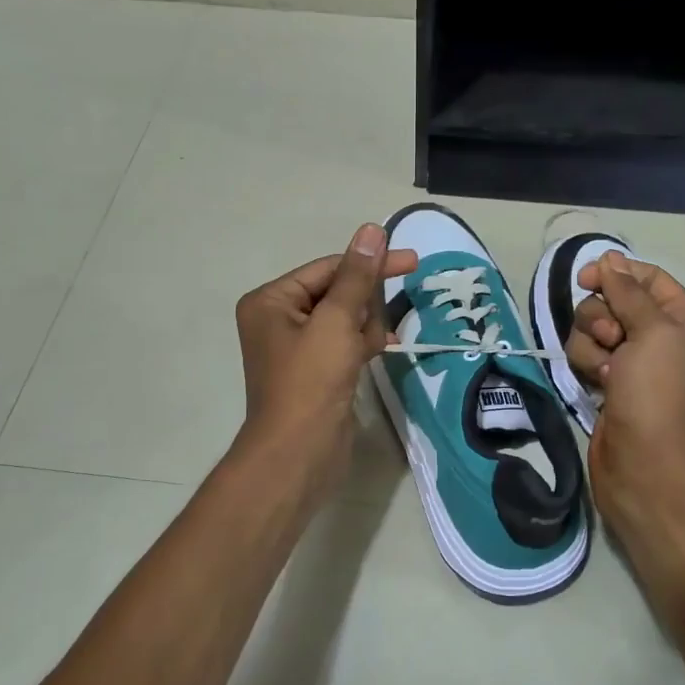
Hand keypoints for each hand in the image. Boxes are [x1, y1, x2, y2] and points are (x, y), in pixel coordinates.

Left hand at [233, 224, 417, 499]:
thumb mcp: (336, 323)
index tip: (412, 261)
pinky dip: (363, 343)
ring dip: (366, 327)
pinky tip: (381, 350)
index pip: (328, 269)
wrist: (298, 453)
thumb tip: (372, 231)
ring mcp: (298, 348)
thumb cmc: (311, 382)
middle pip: (338, 292)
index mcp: (271, 301)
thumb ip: (357, 277)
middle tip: (375, 327)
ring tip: (367, 350)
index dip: (370, 264)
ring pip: (346, 319)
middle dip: (364, 305)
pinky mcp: (316, 371)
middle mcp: (279, 320)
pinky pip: (345, 343)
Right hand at [567, 253, 684, 605]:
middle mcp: (662, 337)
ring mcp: (634, 361)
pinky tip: (597, 383)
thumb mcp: (653, 332)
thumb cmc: (657, 392)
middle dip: (602, 315)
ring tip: (606, 369)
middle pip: (615, 300)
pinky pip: (587, 353)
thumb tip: (609, 258)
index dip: (617, 274)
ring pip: (594, 327)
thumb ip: (628, 292)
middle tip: (612, 338)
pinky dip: (587, 363)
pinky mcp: (609, 381)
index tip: (586, 278)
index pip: (648, 279)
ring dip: (592, 342)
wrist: (644, 463)